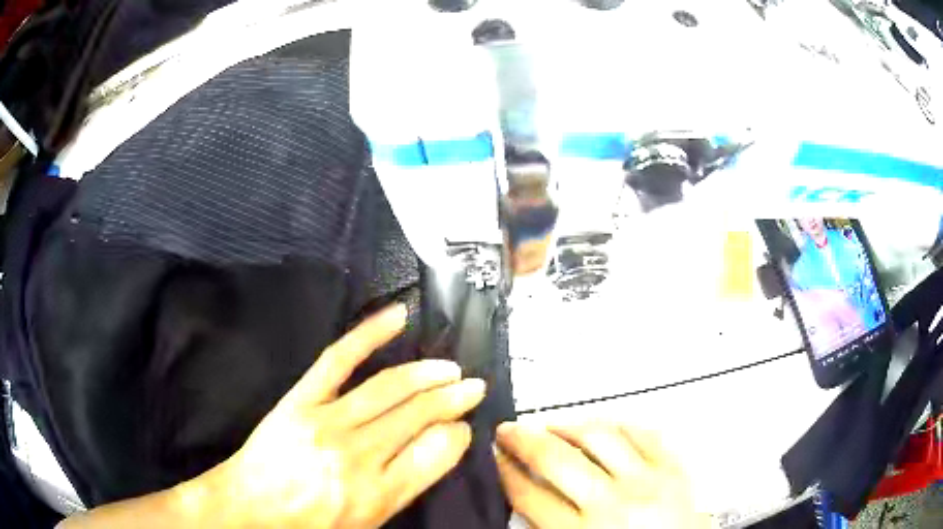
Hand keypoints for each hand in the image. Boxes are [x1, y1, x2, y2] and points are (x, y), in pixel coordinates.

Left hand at [175, 304, 485, 528]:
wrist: (252, 506)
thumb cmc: (312, 522)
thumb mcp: (369, 521)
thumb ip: (408, 485)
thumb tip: (444, 443)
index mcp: (377, 494)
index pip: (435, 454)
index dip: (457, 434)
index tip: (464, 425)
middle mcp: (356, 457)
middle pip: (417, 416)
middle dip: (453, 398)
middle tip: (472, 386)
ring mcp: (327, 423)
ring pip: (389, 388)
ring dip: (427, 374)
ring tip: (450, 368)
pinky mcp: (301, 399)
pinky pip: (338, 359)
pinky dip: (370, 334)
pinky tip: (397, 316)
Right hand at [495, 422, 709, 528]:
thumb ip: (552, 528)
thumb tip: (527, 495)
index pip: (530, 496)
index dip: (506, 472)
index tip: (495, 455)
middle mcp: (612, 503)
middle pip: (557, 460)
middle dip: (524, 440)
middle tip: (508, 429)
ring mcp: (647, 480)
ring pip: (600, 437)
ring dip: (568, 425)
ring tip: (551, 424)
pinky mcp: (674, 467)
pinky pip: (642, 433)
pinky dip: (618, 425)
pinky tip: (603, 426)